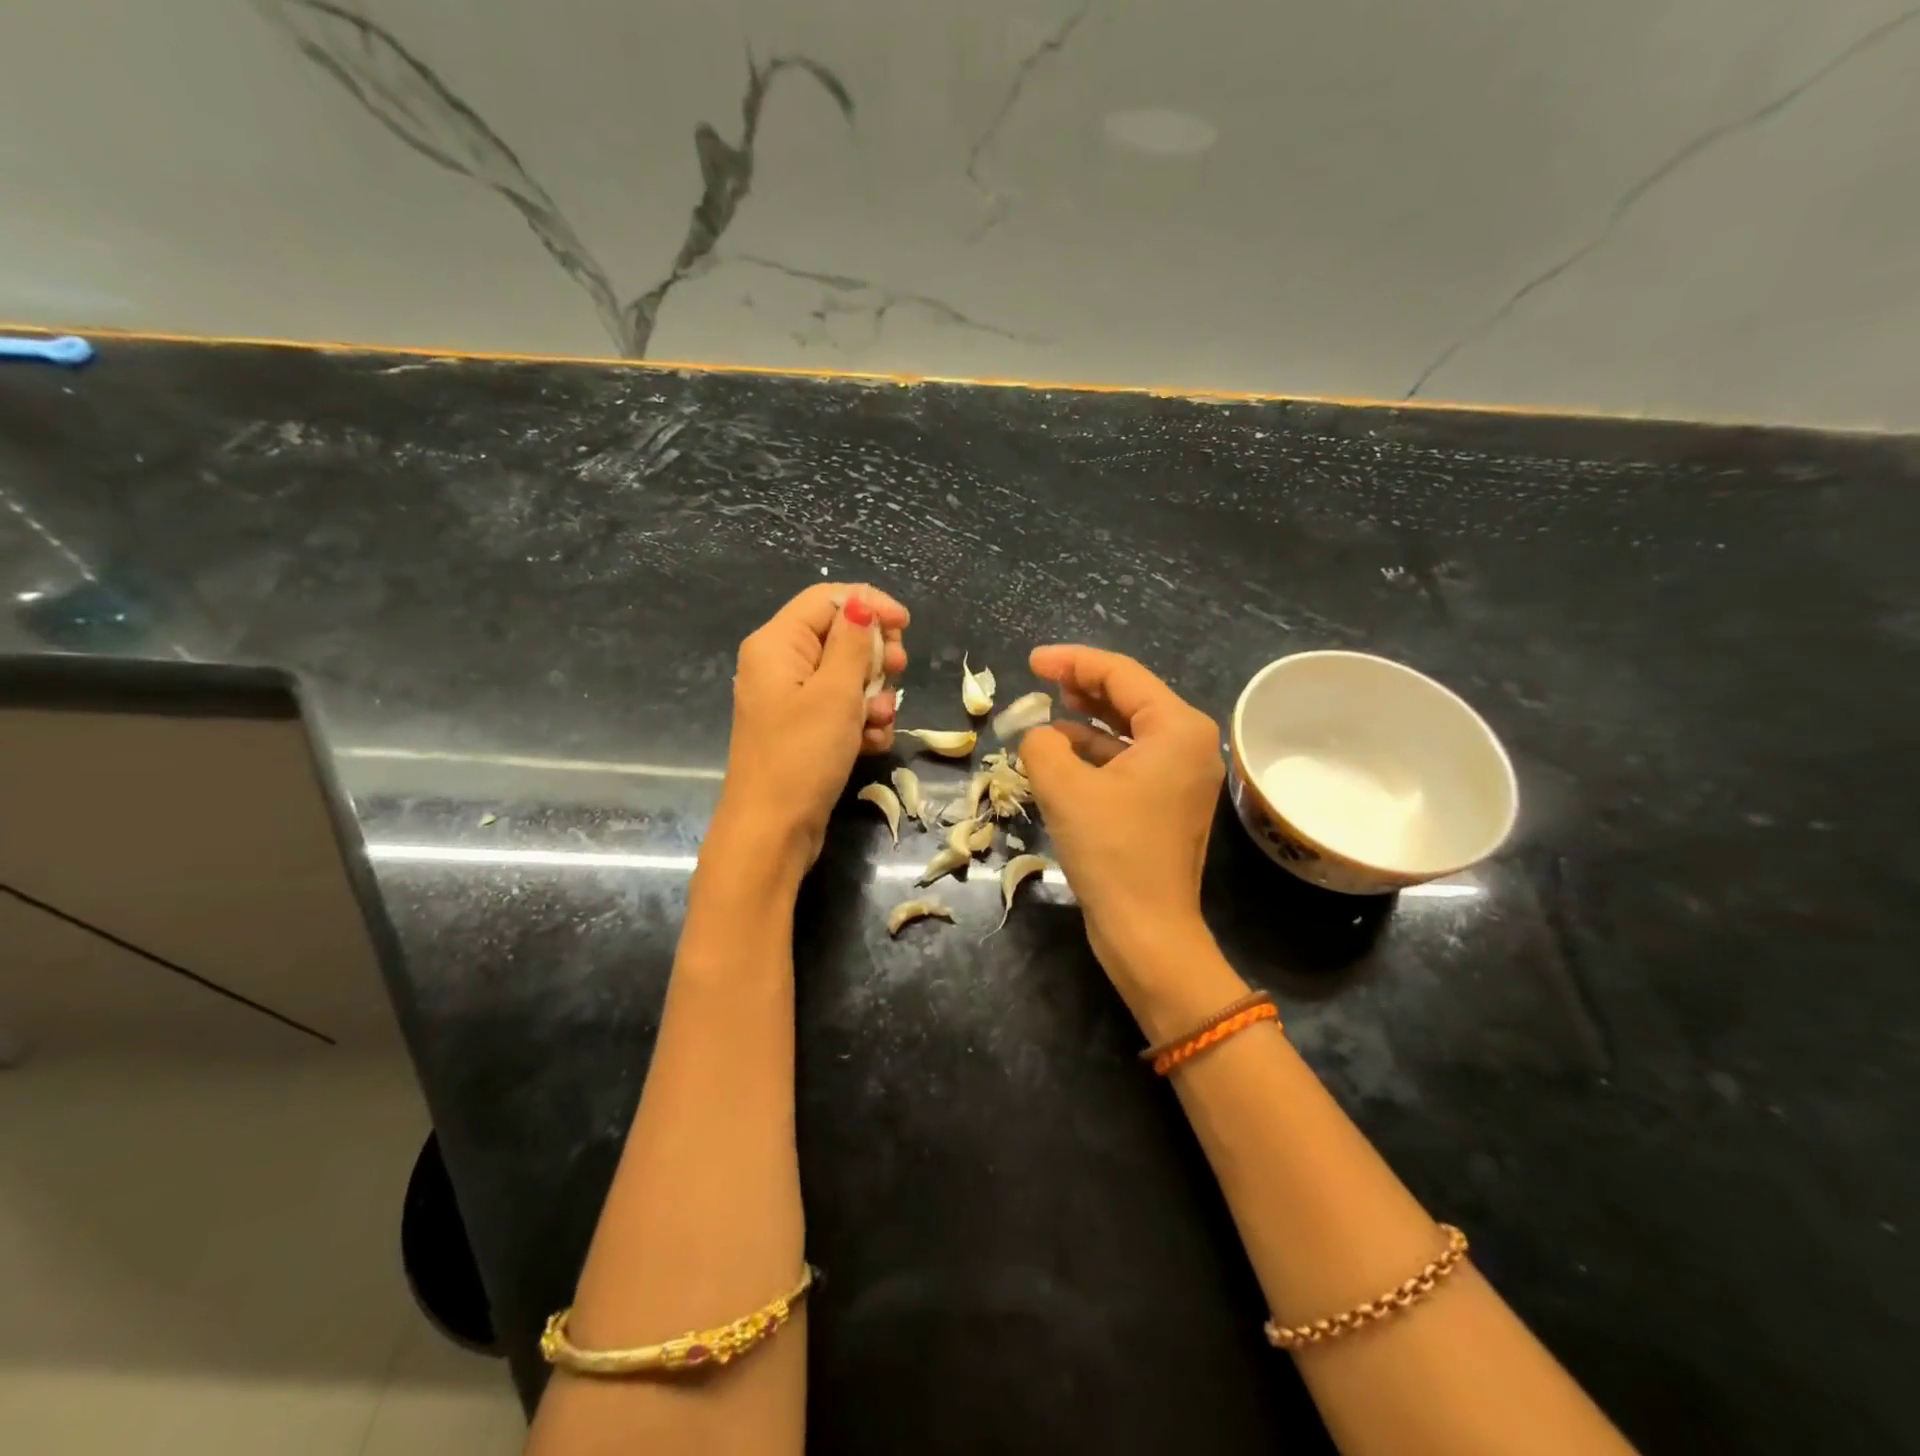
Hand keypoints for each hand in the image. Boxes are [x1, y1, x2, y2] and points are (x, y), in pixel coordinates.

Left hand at [716, 583, 909, 868]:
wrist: (772, 832)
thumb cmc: (803, 755)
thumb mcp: (836, 692)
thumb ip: (853, 642)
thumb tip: (862, 602)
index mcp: (777, 643)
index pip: (828, 598)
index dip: (870, 605)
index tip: (906, 627)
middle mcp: (780, 665)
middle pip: (839, 636)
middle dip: (874, 656)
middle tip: (896, 674)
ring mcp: (791, 701)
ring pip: (846, 676)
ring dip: (873, 695)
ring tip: (879, 721)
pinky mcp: (803, 731)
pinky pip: (840, 710)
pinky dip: (861, 722)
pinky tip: (871, 743)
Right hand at [1019, 645, 1223, 985]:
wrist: (1146, 930)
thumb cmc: (1111, 851)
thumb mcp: (1063, 787)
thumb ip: (1041, 744)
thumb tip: (1039, 735)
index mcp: (1176, 729)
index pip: (1121, 674)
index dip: (1072, 661)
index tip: (1032, 661)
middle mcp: (1189, 744)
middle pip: (1130, 697)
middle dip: (1083, 685)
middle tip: (1041, 678)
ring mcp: (1181, 776)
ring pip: (1128, 730)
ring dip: (1087, 719)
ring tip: (1048, 709)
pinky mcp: (1167, 803)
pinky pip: (1129, 760)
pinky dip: (1096, 752)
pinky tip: (1062, 753)